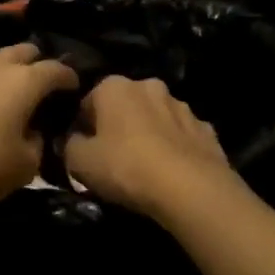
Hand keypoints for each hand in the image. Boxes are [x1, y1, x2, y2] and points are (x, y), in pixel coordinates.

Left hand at [0, 43, 79, 220]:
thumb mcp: (27, 164)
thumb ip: (37, 141)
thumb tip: (33, 131)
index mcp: (24, 81)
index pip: (55, 69)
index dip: (69, 77)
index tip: (74, 87)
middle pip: (23, 51)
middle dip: (37, 63)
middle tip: (43, 84)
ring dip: (8, 71)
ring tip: (11, 92)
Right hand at [63, 75, 239, 221]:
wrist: (190, 188)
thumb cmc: (126, 167)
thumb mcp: (80, 161)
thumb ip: (69, 145)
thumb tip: (72, 141)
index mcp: (113, 86)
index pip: (87, 102)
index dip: (82, 127)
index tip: (83, 150)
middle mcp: (148, 85)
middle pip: (124, 105)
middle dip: (118, 125)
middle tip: (113, 158)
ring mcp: (182, 105)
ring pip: (155, 117)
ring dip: (148, 133)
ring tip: (145, 167)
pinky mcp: (206, 129)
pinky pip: (181, 136)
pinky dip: (175, 148)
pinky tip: (172, 172)